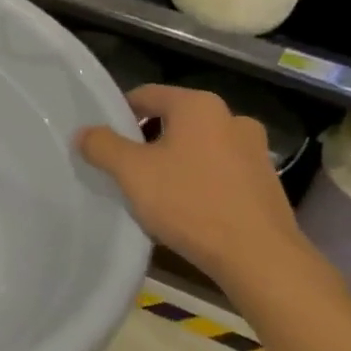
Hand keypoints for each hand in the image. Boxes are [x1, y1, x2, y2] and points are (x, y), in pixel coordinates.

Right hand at [78, 83, 307, 290]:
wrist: (258, 255)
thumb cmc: (189, 202)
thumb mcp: (131, 172)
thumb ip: (102, 146)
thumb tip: (84, 133)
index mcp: (199, 106)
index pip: (147, 95)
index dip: (119, 114)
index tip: (103, 141)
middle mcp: (231, 117)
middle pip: (173, 121)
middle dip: (146, 141)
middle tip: (124, 170)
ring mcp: (254, 150)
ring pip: (197, 147)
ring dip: (173, 162)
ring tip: (154, 193)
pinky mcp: (265, 180)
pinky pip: (219, 171)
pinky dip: (198, 181)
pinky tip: (186, 209)